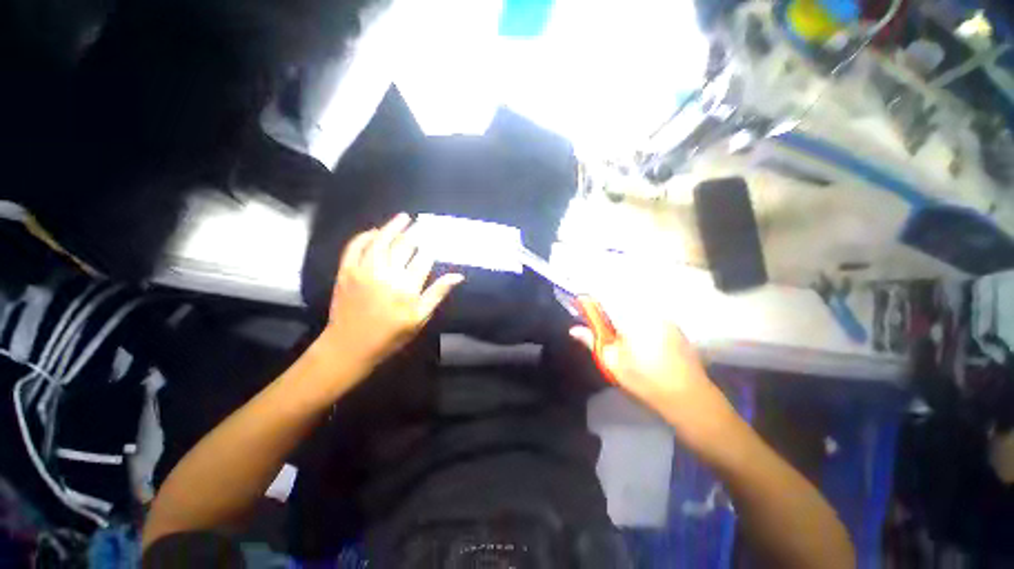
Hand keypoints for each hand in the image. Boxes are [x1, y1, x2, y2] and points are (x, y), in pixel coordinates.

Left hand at [320, 213, 463, 373]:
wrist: (349, 346)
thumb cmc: (390, 335)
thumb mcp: (420, 318)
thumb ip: (437, 294)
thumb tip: (458, 275)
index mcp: (407, 288)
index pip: (424, 258)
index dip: (432, 246)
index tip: (438, 237)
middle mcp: (386, 274)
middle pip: (404, 246)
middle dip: (416, 232)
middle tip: (424, 223)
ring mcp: (363, 270)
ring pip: (380, 241)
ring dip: (393, 227)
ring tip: (403, 217)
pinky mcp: (346, 271)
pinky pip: (355, 247)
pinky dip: (365, 236)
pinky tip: (375, 231)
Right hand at [570, 315, 737, 445]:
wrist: (690, 400)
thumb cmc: (645, 381)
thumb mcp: (612, 362)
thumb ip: (592, 341)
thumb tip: (574, 329)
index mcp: (632, 317)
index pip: (605, 300)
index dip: (593, 306)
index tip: (586, 314)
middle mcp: (649, 312)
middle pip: (621, 305)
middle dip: (610, 316)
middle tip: (608, 337)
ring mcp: (665, 319)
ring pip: (636, 313)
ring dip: (626, 322)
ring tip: (627, 345)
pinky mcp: (676, 329)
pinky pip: (650, 320)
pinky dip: (641, 327)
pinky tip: (644, 348)